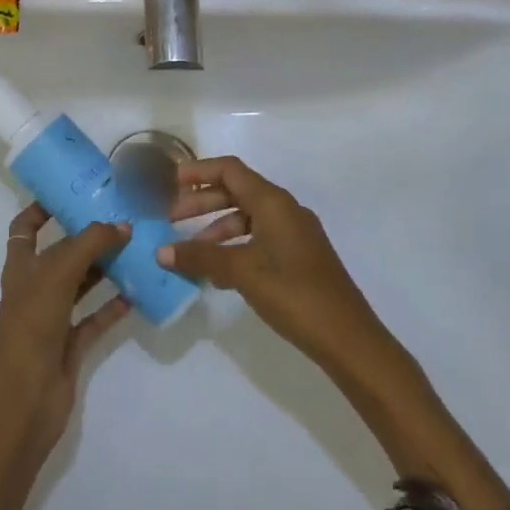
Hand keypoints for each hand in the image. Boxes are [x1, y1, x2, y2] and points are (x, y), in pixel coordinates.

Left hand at [0, 205, 130, 468]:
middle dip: (86, 237)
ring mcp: (52, 317)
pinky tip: (137, 293)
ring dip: (104, 268)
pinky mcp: (70, 344)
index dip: (41, 208)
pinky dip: (113, 306)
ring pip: (81, 284)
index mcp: (21, 265)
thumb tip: (122, 225)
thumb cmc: (33, 323)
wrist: (26, 397)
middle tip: (119, 217)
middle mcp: (35, 286)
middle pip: (61, 253)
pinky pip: (95, 318)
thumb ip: (91, 243)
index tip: (70, 193)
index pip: (25, 227)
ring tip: (135, 248)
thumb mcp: (59, 271)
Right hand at [157, 157, 394, 374]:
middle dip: (201, 202)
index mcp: (273, 202)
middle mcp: (284, 209)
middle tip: (171, 219)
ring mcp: (295, 233)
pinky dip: (234, 245)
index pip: (229, 170)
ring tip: (190, 250)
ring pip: (247, 217)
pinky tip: (218, 273)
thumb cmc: (293, 294)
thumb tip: (161, 251)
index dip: (198, 171)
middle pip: (236, 191)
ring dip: (216, 227)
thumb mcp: (241, 272)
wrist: (348, 339)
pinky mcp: (299, 256)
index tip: (169, 183)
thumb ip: (200, 257)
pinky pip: (258, 238)